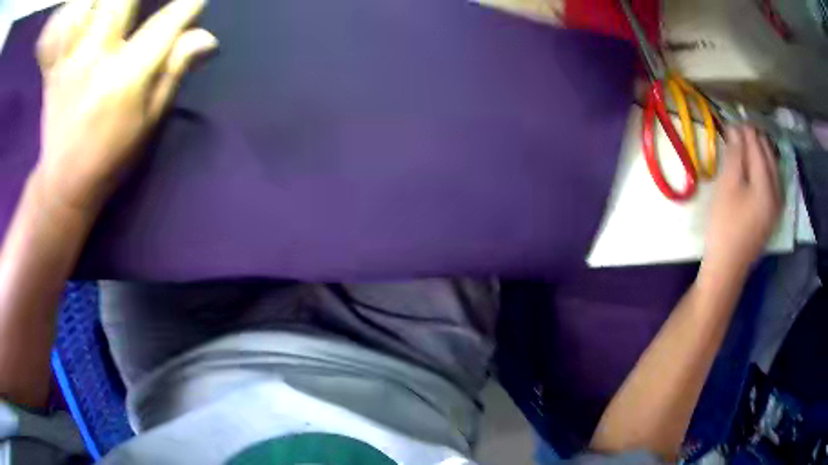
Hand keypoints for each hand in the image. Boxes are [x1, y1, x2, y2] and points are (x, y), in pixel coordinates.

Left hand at [34, 0, 216, 213]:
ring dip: (109, 4)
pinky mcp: (57, 65)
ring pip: (95, 7)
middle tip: (149, 3)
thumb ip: (173, 71)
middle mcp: (97, 58)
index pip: (166, 24)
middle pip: (123, 1)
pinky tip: (83, 15)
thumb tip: (207, 37)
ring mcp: (72, 59)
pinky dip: (78, 16)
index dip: (187, 7)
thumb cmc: (112, 156)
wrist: (64, 182)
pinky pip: (71, 26)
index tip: (198, 3)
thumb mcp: (149, 120)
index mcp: (126, 77)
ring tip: (121, 12)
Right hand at [703, 125, 782, 279]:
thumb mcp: (727, 186)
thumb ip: (735, 155)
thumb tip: (736, 129)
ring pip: (774, 168)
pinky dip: (766, 167)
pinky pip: (774, 181)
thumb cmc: (725, 225)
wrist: (728, 267)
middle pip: (769, 155)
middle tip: (739, 128)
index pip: (758, 146)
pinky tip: (758, 166)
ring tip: (748, 142)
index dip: (745, 130)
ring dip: (762, 151)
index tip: (732, 119)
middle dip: (756, 138)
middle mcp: (777, 192)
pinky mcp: (772, 215)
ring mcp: (776, 206)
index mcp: (767, 185)